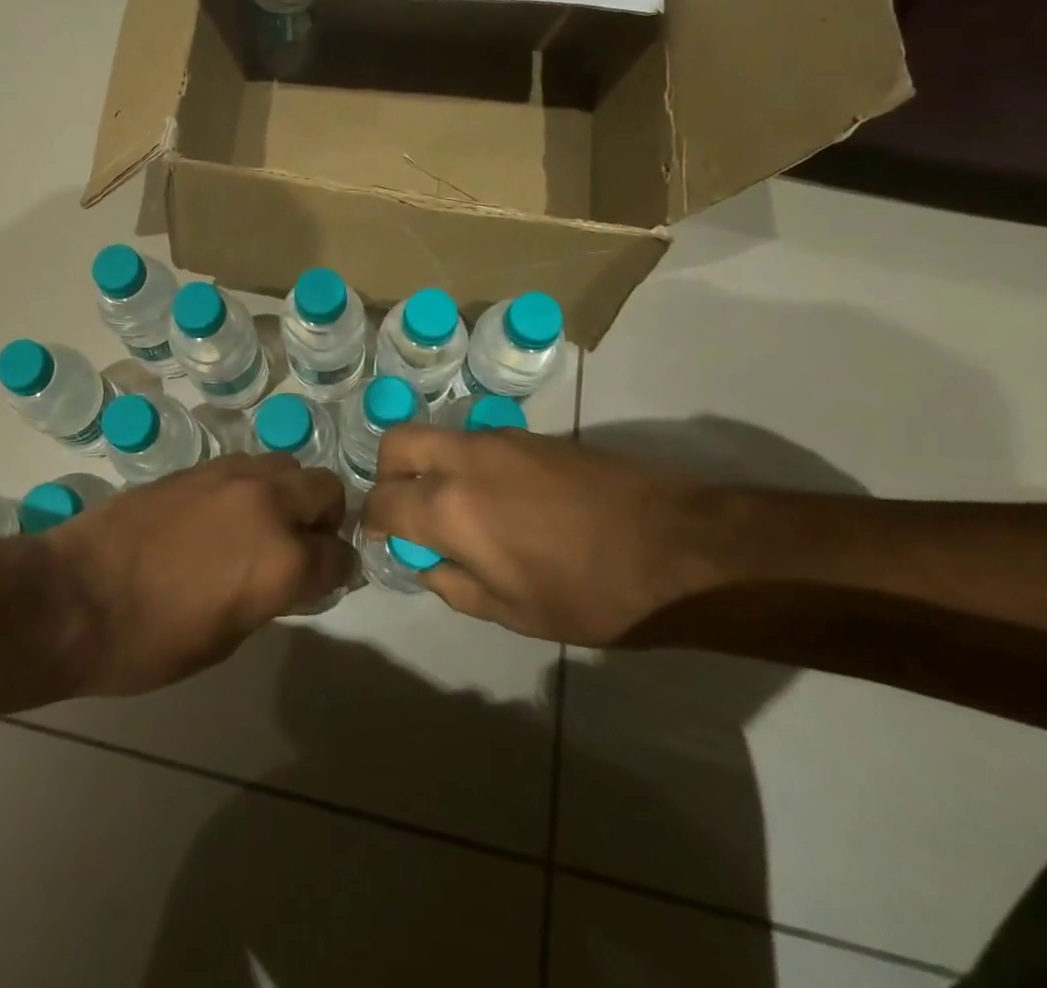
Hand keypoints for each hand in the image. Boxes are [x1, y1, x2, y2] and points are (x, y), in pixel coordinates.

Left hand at [45, 452, 353, 695]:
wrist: (74, 596)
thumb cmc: (150, 641)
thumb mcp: (226, 637)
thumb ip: (270, 596)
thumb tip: (285, 578)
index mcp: (282, 559)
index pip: (338, 555)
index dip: (338, 572)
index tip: (328, 581)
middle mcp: (267, 504)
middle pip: (325, 489)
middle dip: (325, 518)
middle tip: (303, 545)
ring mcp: (229, 476)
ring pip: (286, 465)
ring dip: (289, 493)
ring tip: (263, 524)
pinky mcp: (196, 467)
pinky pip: (245, 465)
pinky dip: (252, 486)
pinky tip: (226, 513)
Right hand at [362, 426, 721, 646]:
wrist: (675, 547)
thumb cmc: (589, 593)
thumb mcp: (512, 612)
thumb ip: (453, 584)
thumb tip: (426, 562)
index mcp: (449, 507)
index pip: (382, 502)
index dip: (372, 522)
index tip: (381, 540)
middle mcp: (463, 459)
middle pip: (397, 443)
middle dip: (388, 474)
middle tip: (408, 509)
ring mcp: (499, 439)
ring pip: (438, 436)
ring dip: (430, 465)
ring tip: (457, 509)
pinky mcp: (531, 434)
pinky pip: (476, 441)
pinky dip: (466, 463)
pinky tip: (500, 500)